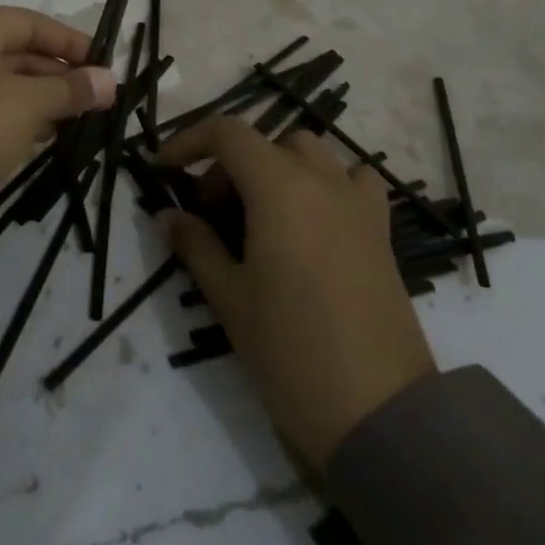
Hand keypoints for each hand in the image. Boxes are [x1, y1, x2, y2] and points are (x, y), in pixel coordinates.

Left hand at [0, 6, 116, 230]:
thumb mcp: (26, 105)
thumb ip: (70, 89)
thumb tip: (109, 80)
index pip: (28, 22)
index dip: (70, 42)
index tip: (104, 65)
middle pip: (13, 50)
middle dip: (56, 74)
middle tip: (94, 98)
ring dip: (38, 97)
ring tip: (75, 119)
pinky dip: (13, 115)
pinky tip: (40, 136)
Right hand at [156, 117, 435, 470]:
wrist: (377, 410)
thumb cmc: (290, 349)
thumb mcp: (229, 297)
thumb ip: (195, 245)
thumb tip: (168, 216)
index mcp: (279, 187)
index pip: (227, 133)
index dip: (188, 142)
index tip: (164, 169)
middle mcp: (322, 180)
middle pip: (265, 143)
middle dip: (229, 166)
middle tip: (210, 215)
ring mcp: (357, 203)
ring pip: (310, 154)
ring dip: (275, 168)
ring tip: (259, 215)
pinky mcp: (381, 230)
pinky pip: (352, 180)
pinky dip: (325, 183)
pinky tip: (313, 220)